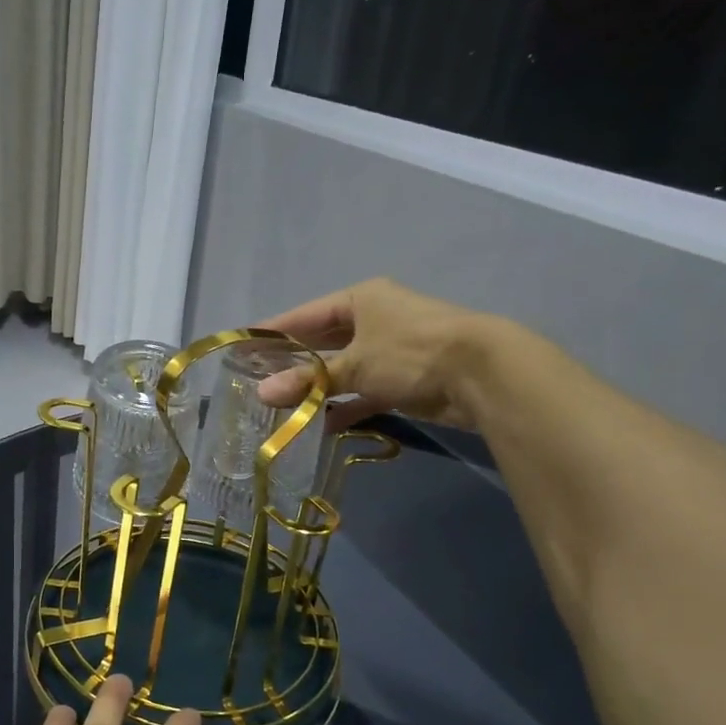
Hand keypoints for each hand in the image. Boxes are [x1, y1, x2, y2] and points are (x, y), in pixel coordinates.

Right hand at [255, 277, 497, 429]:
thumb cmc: (410, 352)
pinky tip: (320, 425)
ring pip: (344, 369)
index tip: (244, 343)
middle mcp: (375, 319)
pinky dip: (346, 406)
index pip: (306, 314)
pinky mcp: (405, 379)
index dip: (275, 330)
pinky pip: (365, 391)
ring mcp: (391, 350)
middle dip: (294, 361)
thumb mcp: (354, 364)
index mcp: (361, 299)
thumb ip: (308, 380)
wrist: (482, 373)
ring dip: (318, 387)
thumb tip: (261, 393)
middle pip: (324, 341)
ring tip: (281, 404)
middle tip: (257, 377)